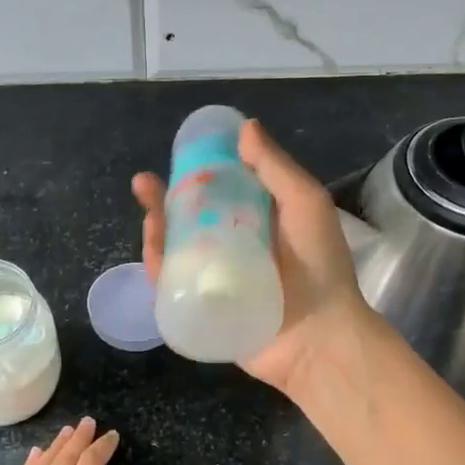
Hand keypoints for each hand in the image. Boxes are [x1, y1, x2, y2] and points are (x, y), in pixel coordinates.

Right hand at [133, 118, 376, 397]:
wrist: (320, 338)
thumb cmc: (319, 267)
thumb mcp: (305, 205)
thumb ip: (276, 169)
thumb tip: (246, 127)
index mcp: (258, 220)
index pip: (221, 190)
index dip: (197, 172)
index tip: (181, 156)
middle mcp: (234, 246)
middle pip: (190, 219)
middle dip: (164, 200)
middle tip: (144, 184)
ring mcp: (216, 278)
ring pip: (176, 250)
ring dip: (156, 230)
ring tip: (148, 213)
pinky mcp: (202, 307)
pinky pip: (173, 285)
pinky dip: (158, 267)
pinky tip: (153, 249)